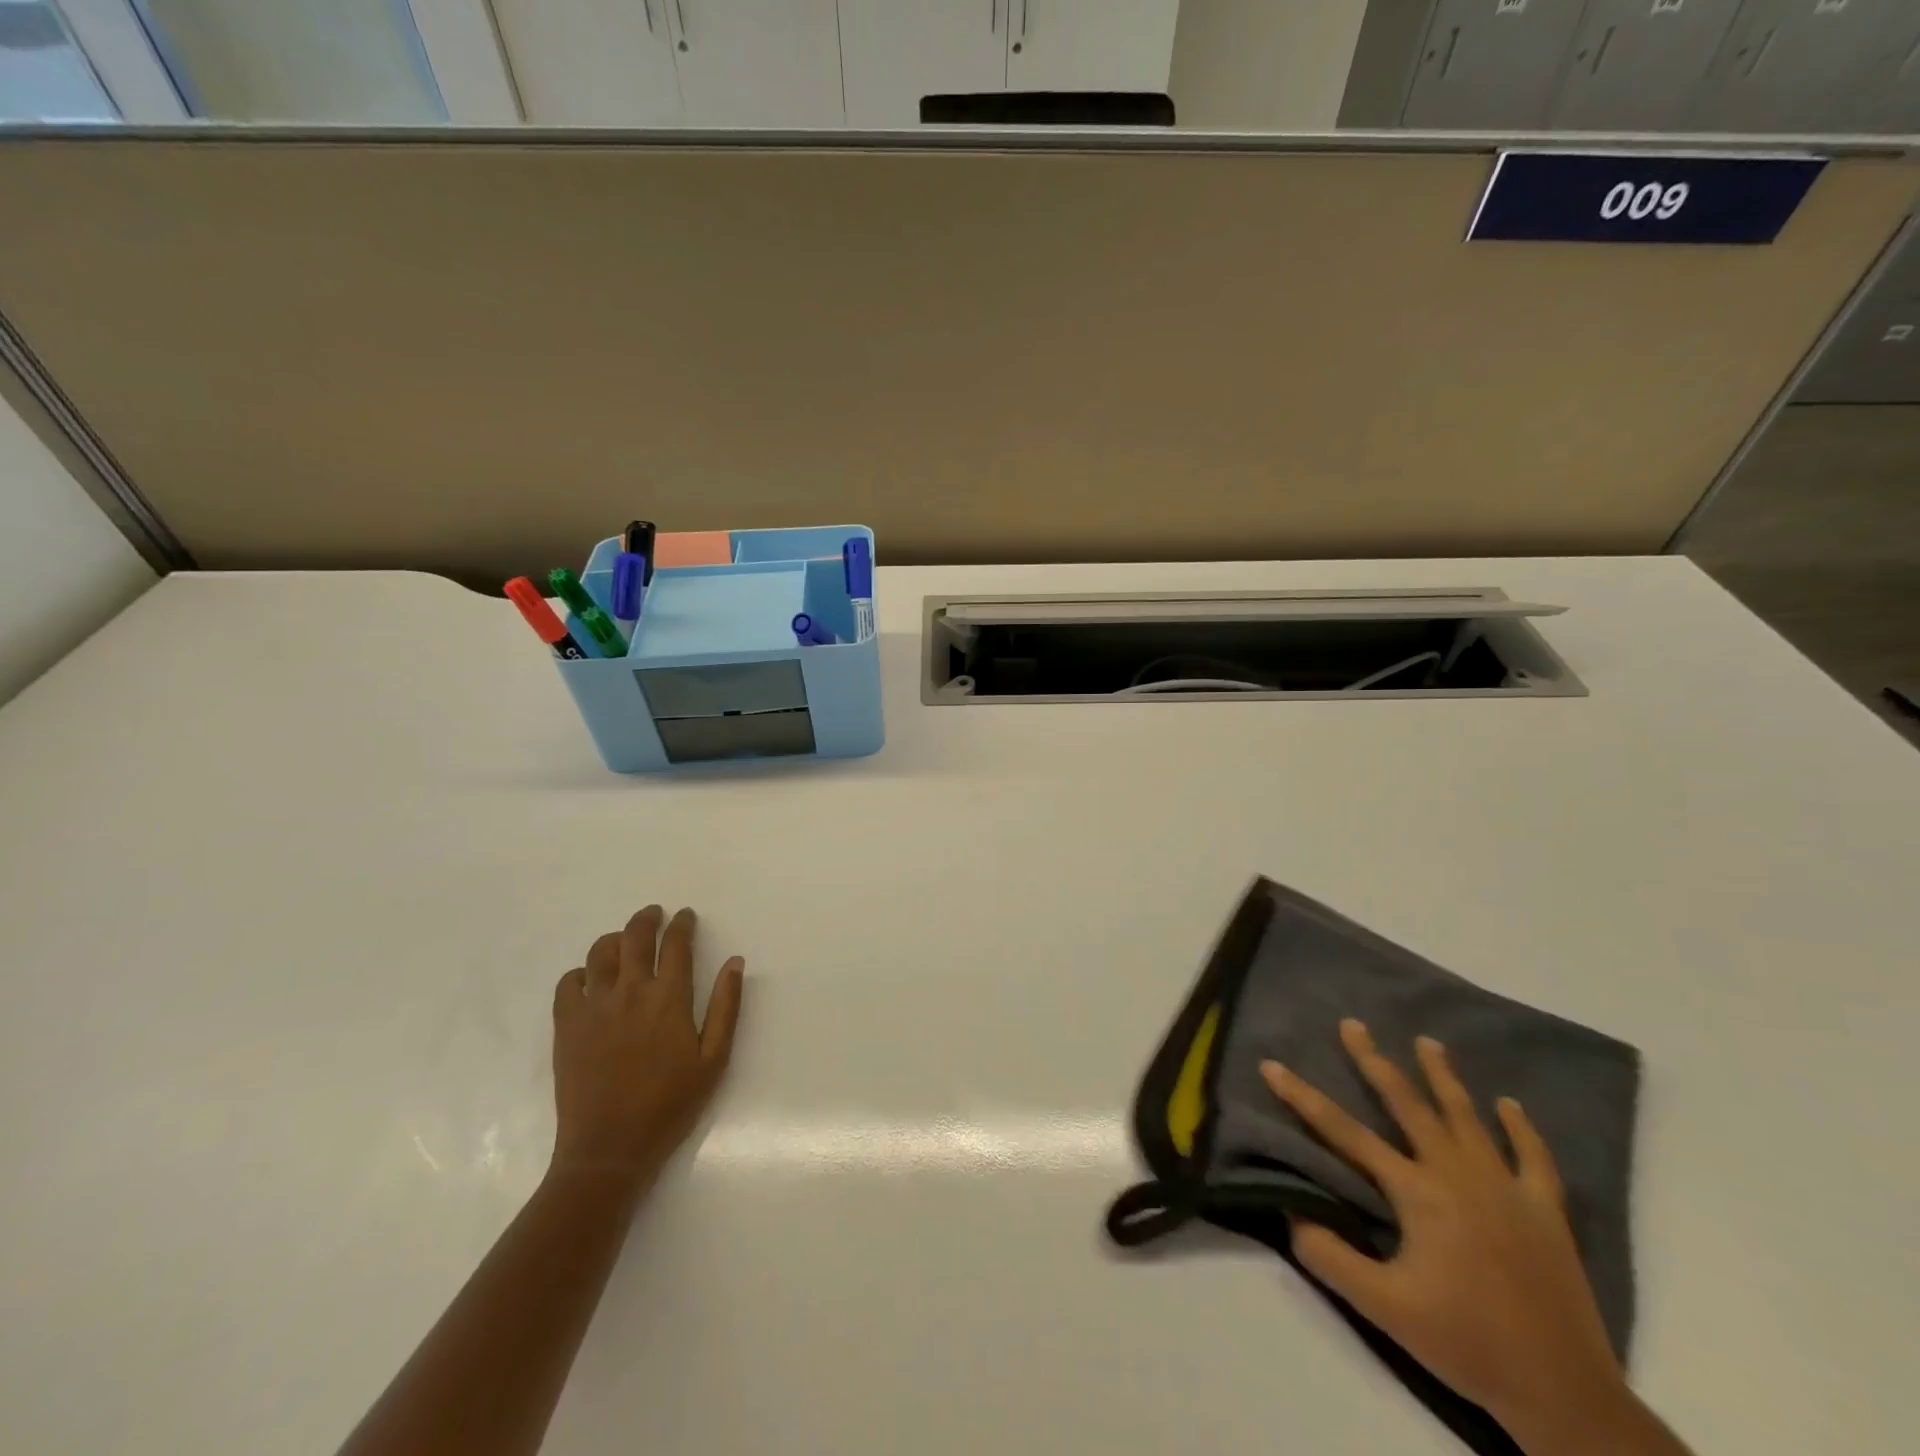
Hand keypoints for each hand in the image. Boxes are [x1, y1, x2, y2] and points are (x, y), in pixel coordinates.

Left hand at [549, 905, 744, 1190]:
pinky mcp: (566, 1026)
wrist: (610, 1148)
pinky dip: (580, 972)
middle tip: (654, 914)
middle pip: (635, 936)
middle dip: (647, 919)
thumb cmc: (671, 1104)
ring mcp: (594, 1006)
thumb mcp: (714, 1059)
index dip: (682, 924)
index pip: (676, 943)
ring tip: (623, 940)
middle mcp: (630, 991)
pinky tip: (590, 979)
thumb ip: (726, 1006)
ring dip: (614, 939)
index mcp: (669, 997)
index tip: (685, 916)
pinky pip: (568, 983)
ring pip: (600, 952)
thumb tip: (735, 962)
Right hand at [1261, 1020, 1635, 1453]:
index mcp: (1417, 1191)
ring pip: (1467, 1117)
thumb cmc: (1466, 1344)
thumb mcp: (1382, 1307)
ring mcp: (1506, 1188)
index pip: (1344, 1133)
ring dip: (1443, 1076)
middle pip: (1407, 1104)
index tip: (1272, 1065)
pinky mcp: (1545, 1212)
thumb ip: (1328, 1255)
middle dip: (1375, 1062)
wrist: (1564, 1396)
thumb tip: (1290, 1211)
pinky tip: (1509, 1105)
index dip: (1303, 1097)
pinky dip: (1520, 1128)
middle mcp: (1457, 1173)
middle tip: (1353, 1025)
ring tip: (1427, 1041)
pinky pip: (1533, 1158)